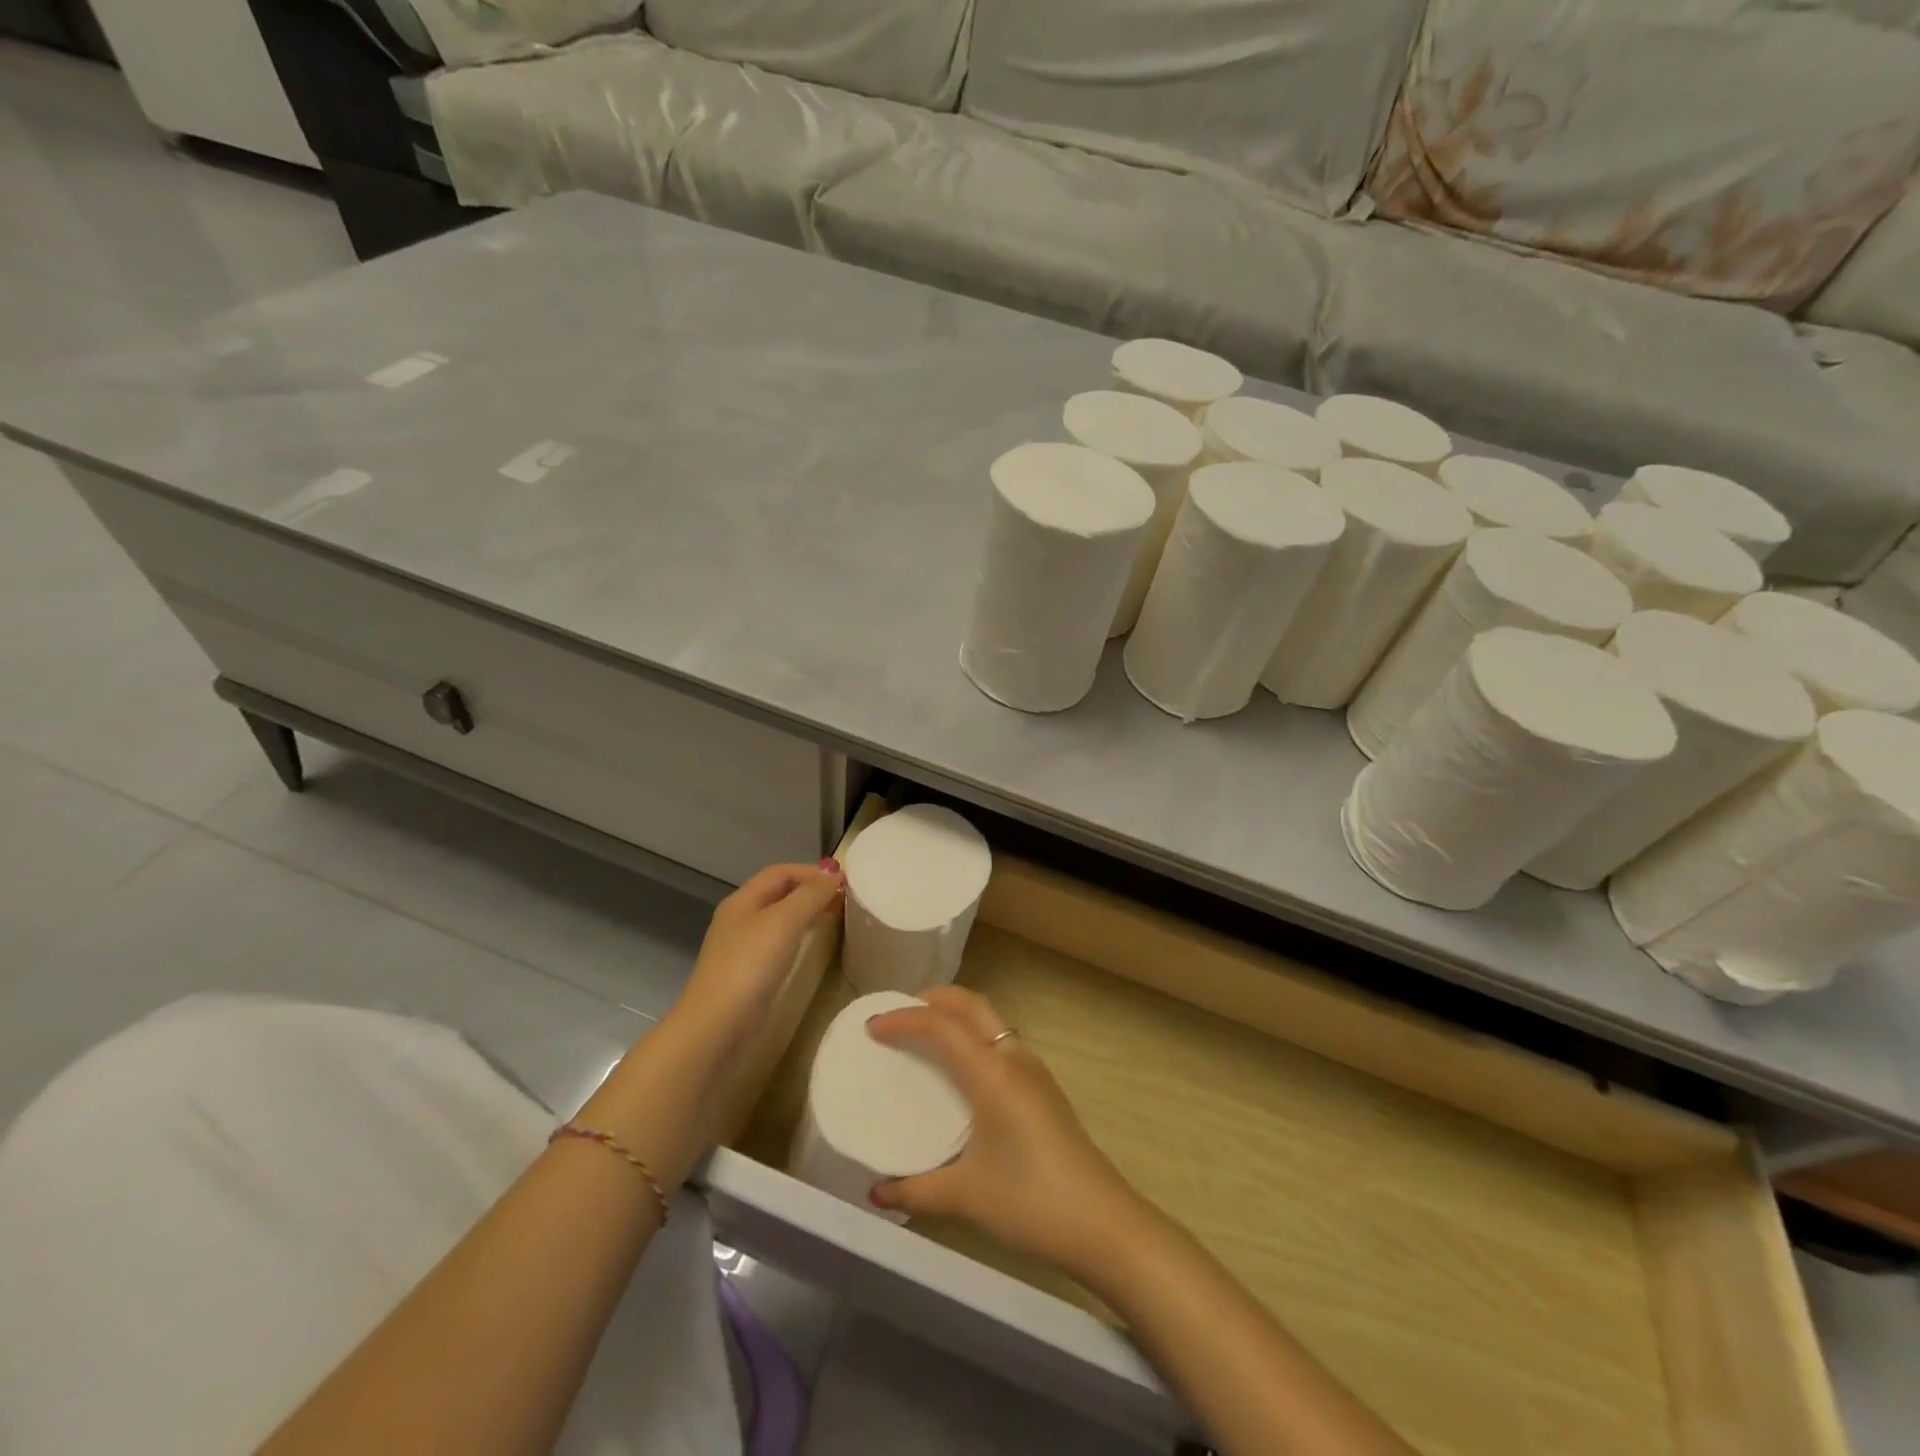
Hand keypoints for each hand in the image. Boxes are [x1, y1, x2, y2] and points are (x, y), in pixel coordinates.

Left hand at [673, 861, 843, 1045]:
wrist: (716, 1028)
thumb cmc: (750, 966)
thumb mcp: (784, 921)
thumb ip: (810, 895)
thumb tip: (833, 872)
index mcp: (742, 901)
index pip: (780, 872)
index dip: (811, 871)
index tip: (843, 881)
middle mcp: (739, 919)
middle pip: (779, 893)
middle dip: (811, 891)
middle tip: (844, 900)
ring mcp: (742, 949)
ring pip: (779, 920)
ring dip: (806, 914)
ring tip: (835, 920)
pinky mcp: (748, 975)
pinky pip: (778, 945)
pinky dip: (799, 938)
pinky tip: (812, 949)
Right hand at [866, 987, 1146, 1279]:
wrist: (1103, 1223)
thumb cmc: (1030, 1201)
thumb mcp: (966, 1196)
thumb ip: (916, 1189)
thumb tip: (876, 1191)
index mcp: (992, 1073)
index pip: (942, 1026)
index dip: (904, 1019)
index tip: (872, 1026)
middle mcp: (1014, 1059)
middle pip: (972, 1005)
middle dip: (936, 998)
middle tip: (901, 1011)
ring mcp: (1034, 1071)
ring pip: (991, 1021)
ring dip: (959, 1015)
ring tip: (927, 1033)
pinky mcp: (1045, 1088)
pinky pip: (1002, 1042)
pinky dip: (975, 1036)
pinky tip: (964, 1069)